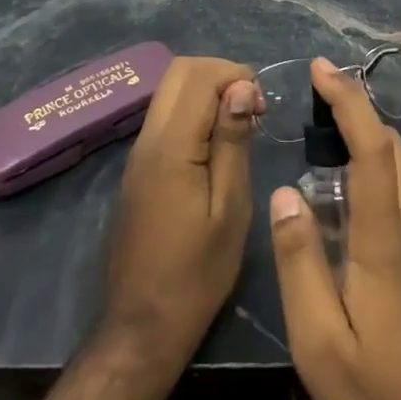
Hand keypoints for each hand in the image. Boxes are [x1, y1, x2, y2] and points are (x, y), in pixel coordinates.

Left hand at [103, 55, 262, 361]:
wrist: (142, 327)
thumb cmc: (197, 274)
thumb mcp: (230, 209)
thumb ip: (233, 142)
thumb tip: (242, 87)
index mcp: (171, 147)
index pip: (199, 76)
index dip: (236, 76)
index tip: (262, 108)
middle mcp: (147, 139)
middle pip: (179, 72)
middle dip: (221, 75)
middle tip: (252, 109)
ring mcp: (138, 153)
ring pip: (170, 91)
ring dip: (207, 92)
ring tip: (240, 126)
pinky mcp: (138, 168)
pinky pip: (165, 116)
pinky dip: (194, 112)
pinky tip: (217, 145)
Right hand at [266, 58, 400, 399]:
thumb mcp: (321, 346)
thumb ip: (301, 264)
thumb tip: (286, 195)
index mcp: (389, 241)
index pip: (373, 147)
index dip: (350, 99)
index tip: (324, 67)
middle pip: (394, 151)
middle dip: (358, 118)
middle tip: (318, 111)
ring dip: (371, 165)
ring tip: (330, 193)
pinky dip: (387, 203)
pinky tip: (366, 249)